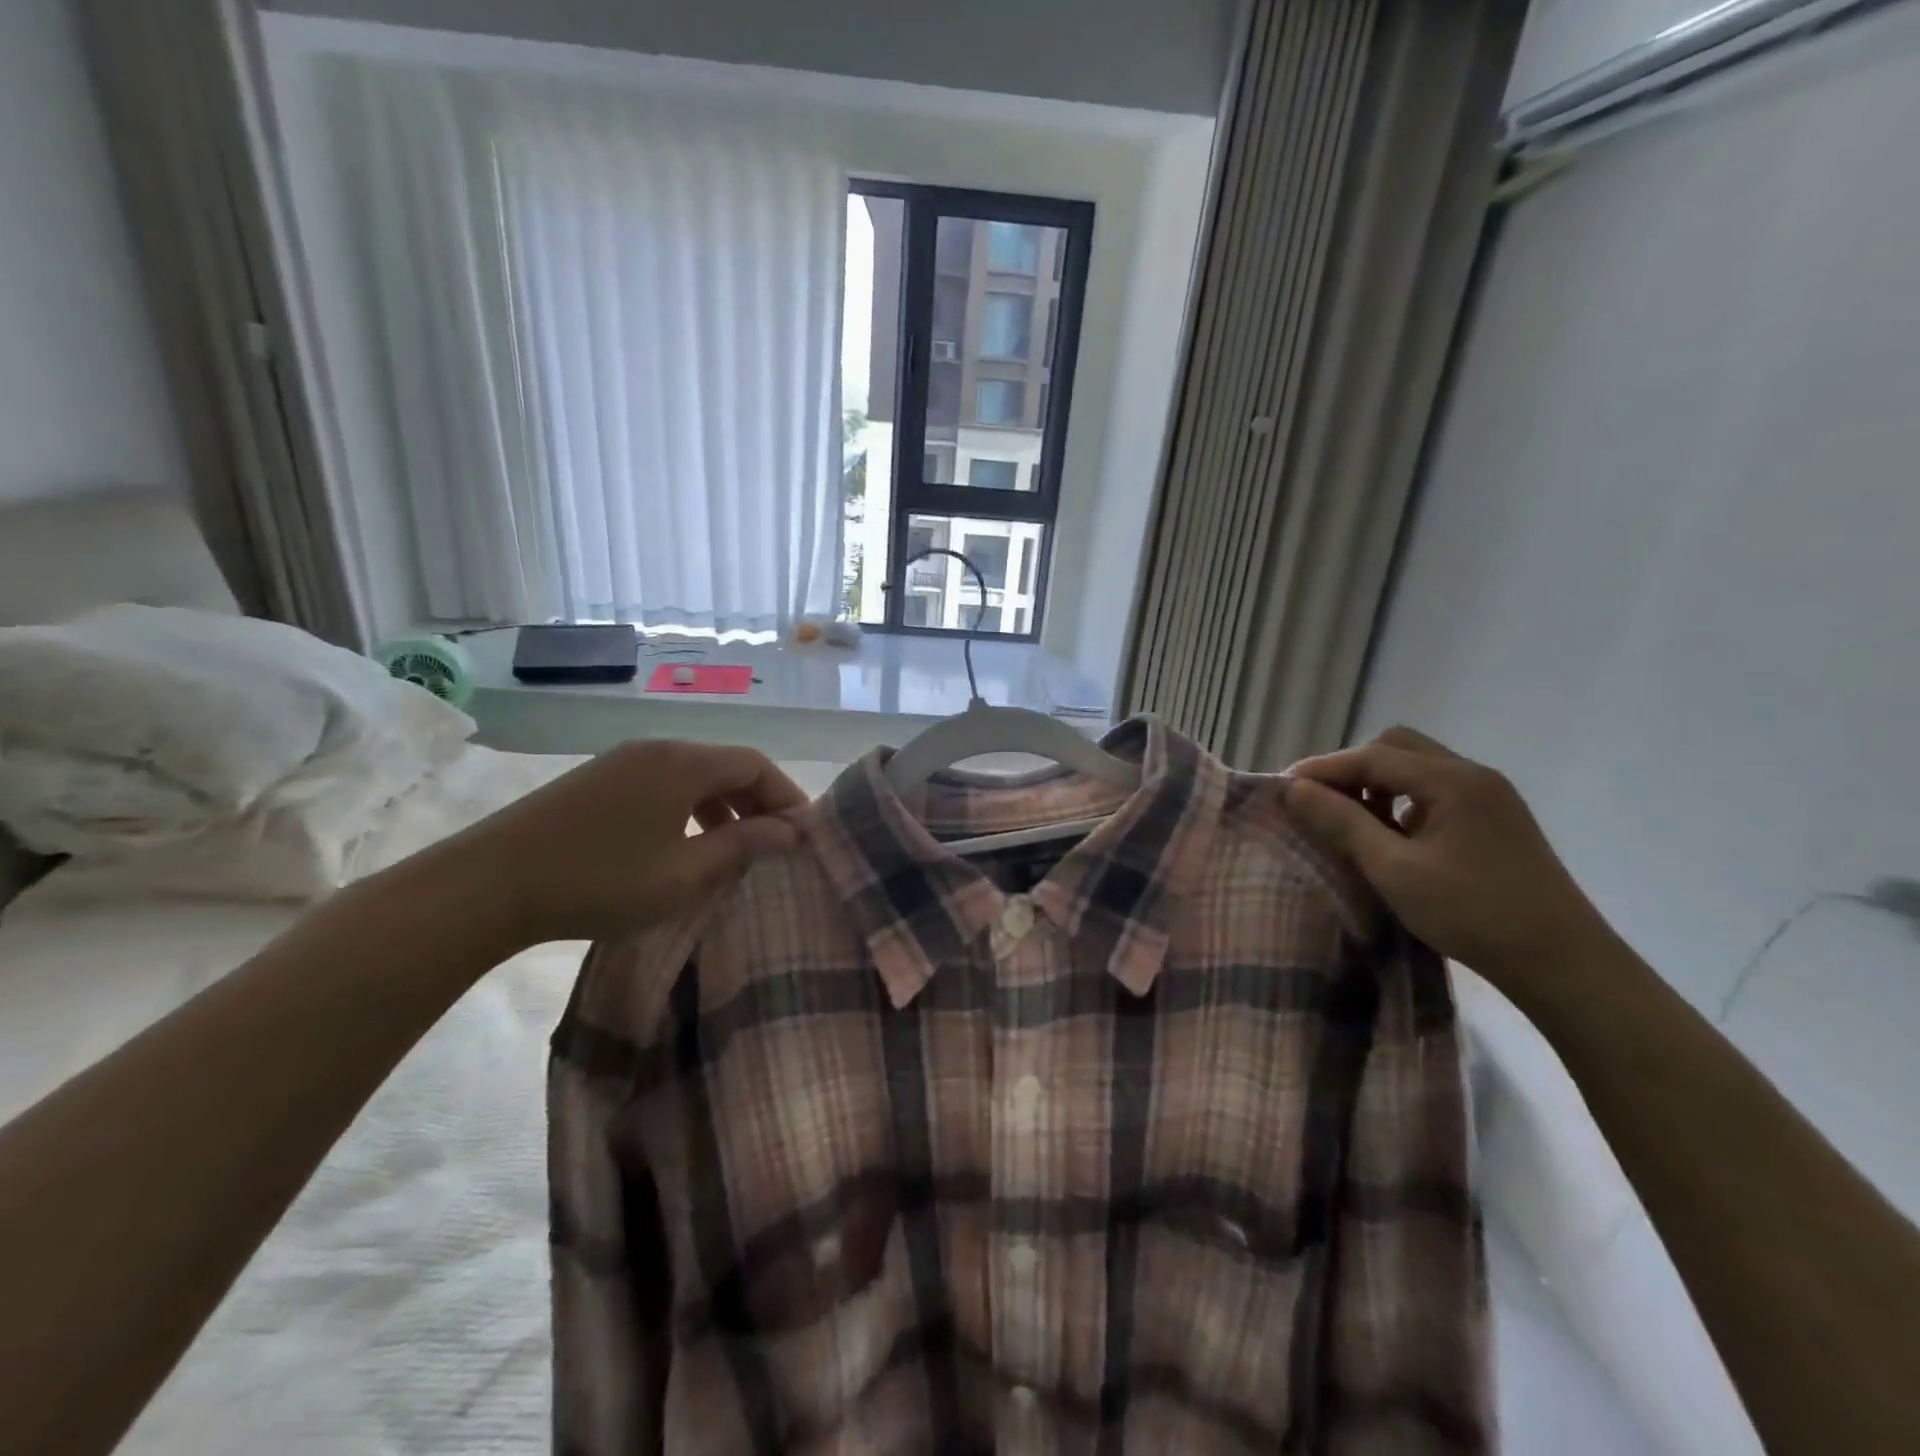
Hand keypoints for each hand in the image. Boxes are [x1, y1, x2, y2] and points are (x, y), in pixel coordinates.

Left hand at [445, 740, 807, 947]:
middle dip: (758, 801)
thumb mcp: (684, 874)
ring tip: (734, 848)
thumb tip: (792, 832)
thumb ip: (744, 847)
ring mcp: (623, 761)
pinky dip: (690, 808)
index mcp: (683, 763)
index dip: (787, 795)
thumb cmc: (599, 881)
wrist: (487, 885)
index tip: (804, 834)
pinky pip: (664, 784)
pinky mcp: (598, 780)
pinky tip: (684, 844)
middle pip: (726, 764)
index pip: (756, 764)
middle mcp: (657, 749)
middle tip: (776, 844)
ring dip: (724, 806)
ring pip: (694, 775)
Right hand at [1284, 727, 1614, 995]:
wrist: (1563, 963)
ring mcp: (1489, 797)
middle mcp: (1473, 775)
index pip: (1373, 756)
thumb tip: (1293, 789)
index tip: (1283, 788)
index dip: (1323, 768)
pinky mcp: (1495, 820)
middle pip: (1397, 748)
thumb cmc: (1472, 913)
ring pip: (1417, 768)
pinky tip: (1391, 835)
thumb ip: (1341, 823)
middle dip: (1352, 769)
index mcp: (1452, 781)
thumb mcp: (1394, 870)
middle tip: (1319, 802)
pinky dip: (1402, 800)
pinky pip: (1435, 791)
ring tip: (1350, 820)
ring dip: (1377, 784)